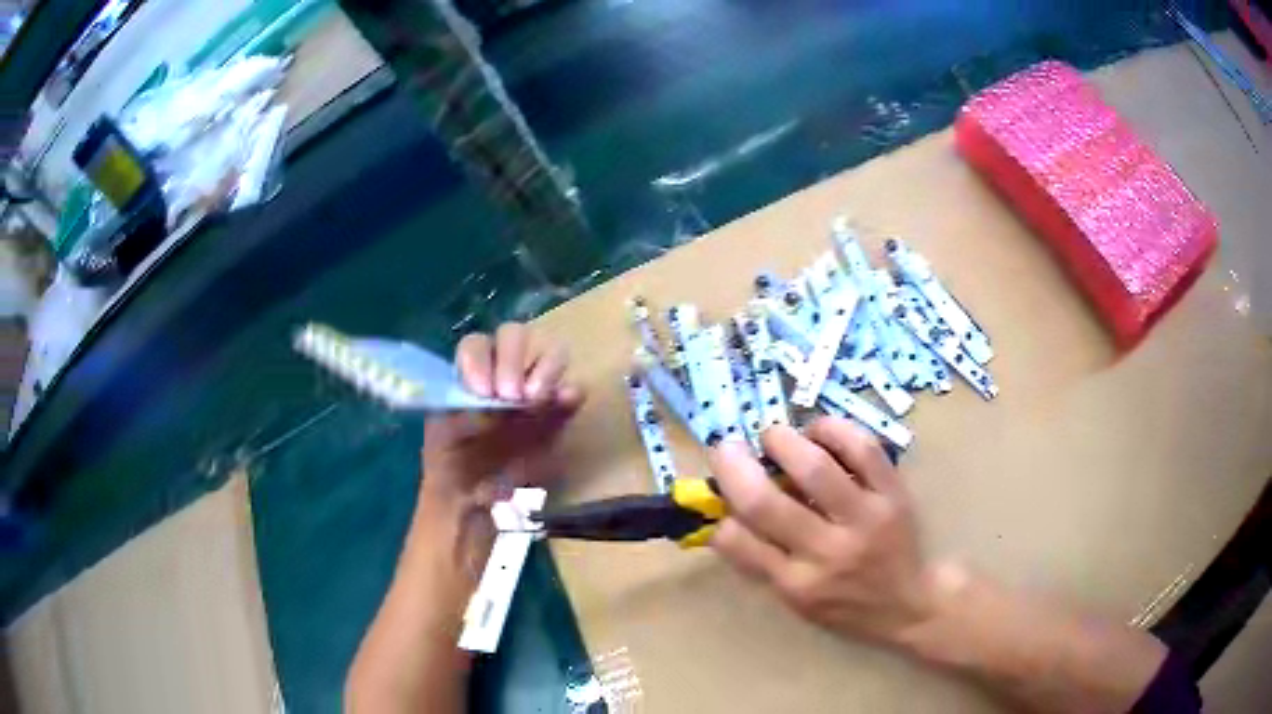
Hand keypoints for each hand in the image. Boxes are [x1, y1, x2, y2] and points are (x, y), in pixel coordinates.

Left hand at [421, 323, 583, 516]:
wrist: (477, 500)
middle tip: (512, 396)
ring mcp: (533, 384)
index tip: (482, 393)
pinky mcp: (558, 408)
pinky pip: (573, 388)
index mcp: (469, 371)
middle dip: (513, 359)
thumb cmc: (453, 465)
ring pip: (549, 350)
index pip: (476, 345)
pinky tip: (566, 402)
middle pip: (515, 335)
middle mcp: (502, 369)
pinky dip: (571, 391)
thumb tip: (497, 401)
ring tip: (535, 400)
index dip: (479, 361)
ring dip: (545, 367)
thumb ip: (466, 412)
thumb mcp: (446, 437)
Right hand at [707, 418, 936, 645]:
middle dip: (735, 467)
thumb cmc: (845, 604)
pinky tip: (818, 431)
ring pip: (814, 468)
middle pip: (766, 504)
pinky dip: (832, 430)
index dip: (720, 510)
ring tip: (773, 437)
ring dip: (782, 442)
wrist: (908, 603)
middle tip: (727, 448)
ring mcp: (864, 520)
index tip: (715, 490)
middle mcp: (827, 554)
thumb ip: (760, 560)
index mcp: (797, 584)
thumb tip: (726, 514)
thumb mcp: (795, 600)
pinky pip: (862, 449)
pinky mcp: (893, 494)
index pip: (740, 543)